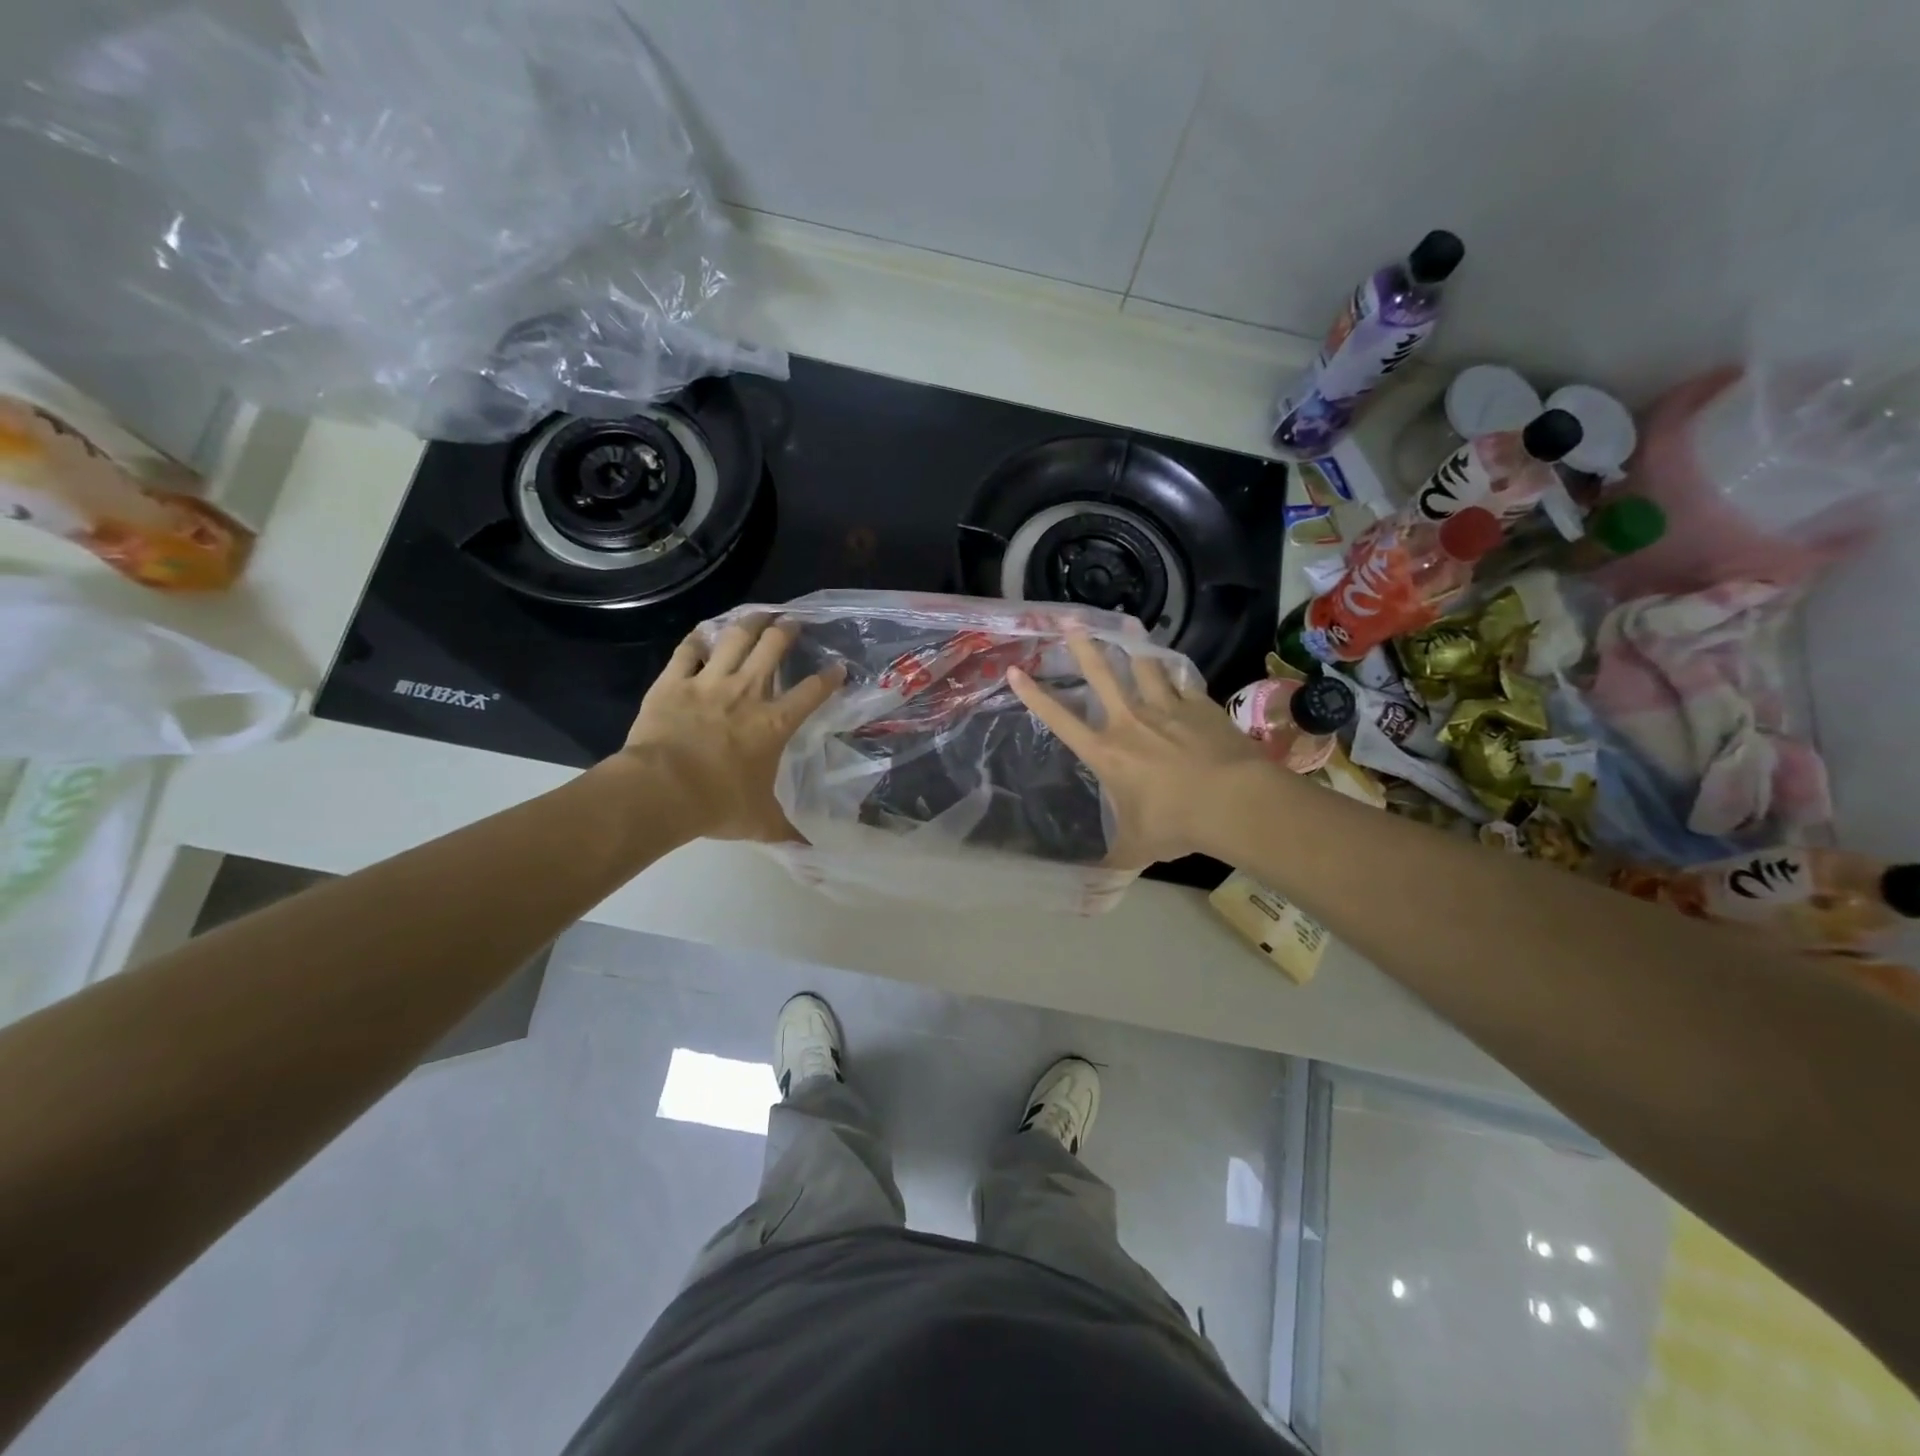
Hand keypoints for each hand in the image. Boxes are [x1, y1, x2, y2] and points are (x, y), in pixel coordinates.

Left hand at [611, 616, 842, 841]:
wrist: (661, 790)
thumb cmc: (717, 804)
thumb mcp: (760, 822)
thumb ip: (787, 833)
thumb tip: (812, 857)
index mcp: (774, 723)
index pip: (812, 691)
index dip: (829, 677)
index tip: (838, 667)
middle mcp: (747, 693)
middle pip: (773, 648)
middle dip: (787, 631)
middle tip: (792, 622)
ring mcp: (708, 683)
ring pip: (734, 638)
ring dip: (749, 623)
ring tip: (759, 614)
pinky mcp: (673, 682)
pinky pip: (687, 651)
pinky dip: (697, 640)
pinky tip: (703, 635)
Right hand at [1008, 636, 1271, 864]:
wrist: (1232, 801)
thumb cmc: (1175, 824)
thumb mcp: (1137, 848)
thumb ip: (1113, 862)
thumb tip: (1092, 895)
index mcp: (1106, 753)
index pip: (1060, 719)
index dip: (1034, 695)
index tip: (1016, 670)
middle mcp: (1129, 721)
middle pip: (1101, 674)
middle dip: (1083, 644)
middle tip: (1070, 619)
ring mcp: (1166, 708)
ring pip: (1143, 666)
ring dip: (1131, 643)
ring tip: (1125, 621)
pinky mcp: (1199, 706)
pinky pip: (1182, 681)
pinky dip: (1174, 671)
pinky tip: (1172, 665)